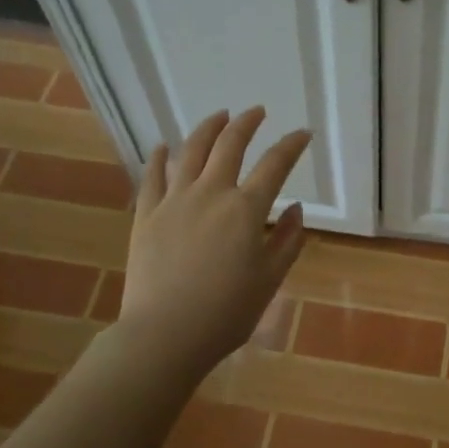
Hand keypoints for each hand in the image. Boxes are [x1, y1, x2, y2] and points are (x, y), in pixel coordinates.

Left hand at [117, 107, 310, 374]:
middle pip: (230, 145)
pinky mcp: (146, 214)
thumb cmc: (226, 313)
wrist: (165, 335)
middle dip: (247, 123)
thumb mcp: (270, 280)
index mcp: (246, 209)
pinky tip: (162, 147)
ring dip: (207, 128)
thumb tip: (298, 209)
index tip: (302, 134)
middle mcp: (211, 193)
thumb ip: (288, 241)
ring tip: (218, 117)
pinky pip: (152, 176)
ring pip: (191, 151)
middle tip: (256, 112)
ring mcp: (174, 200)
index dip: (291, 145)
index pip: (275, 165)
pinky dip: (159, 157)